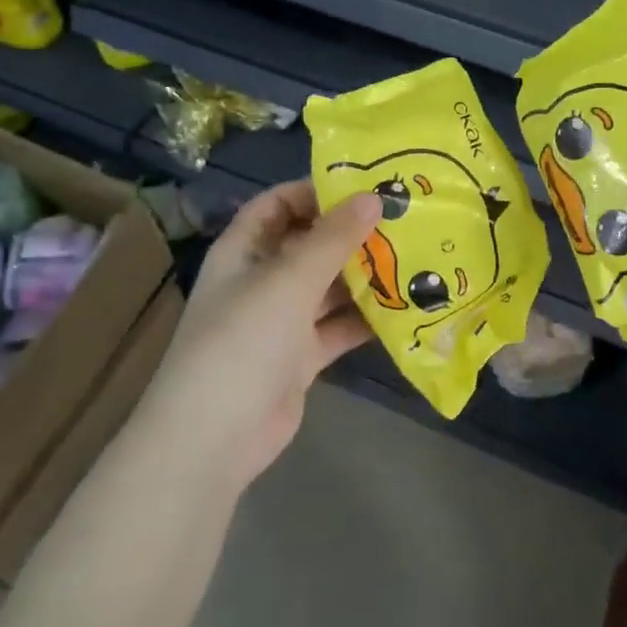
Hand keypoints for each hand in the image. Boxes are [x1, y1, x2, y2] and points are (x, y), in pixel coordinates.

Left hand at [158, 180, 381, 487]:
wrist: (213, 439)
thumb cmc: (244, 341)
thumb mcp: (290, 280)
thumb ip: (333, 238)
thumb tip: (373, 197)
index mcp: (244, 251)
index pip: (278, 204)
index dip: (316, 191)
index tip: (366, 188)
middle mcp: (262, 280)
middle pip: (309, 244)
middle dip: (351, 233)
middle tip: (403, 221)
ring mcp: (281, 321)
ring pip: (327, 286)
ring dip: (364, 275)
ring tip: (413, 258)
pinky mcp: (299, 357)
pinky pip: (337, 327)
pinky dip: (364, 318)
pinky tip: (404, 307)